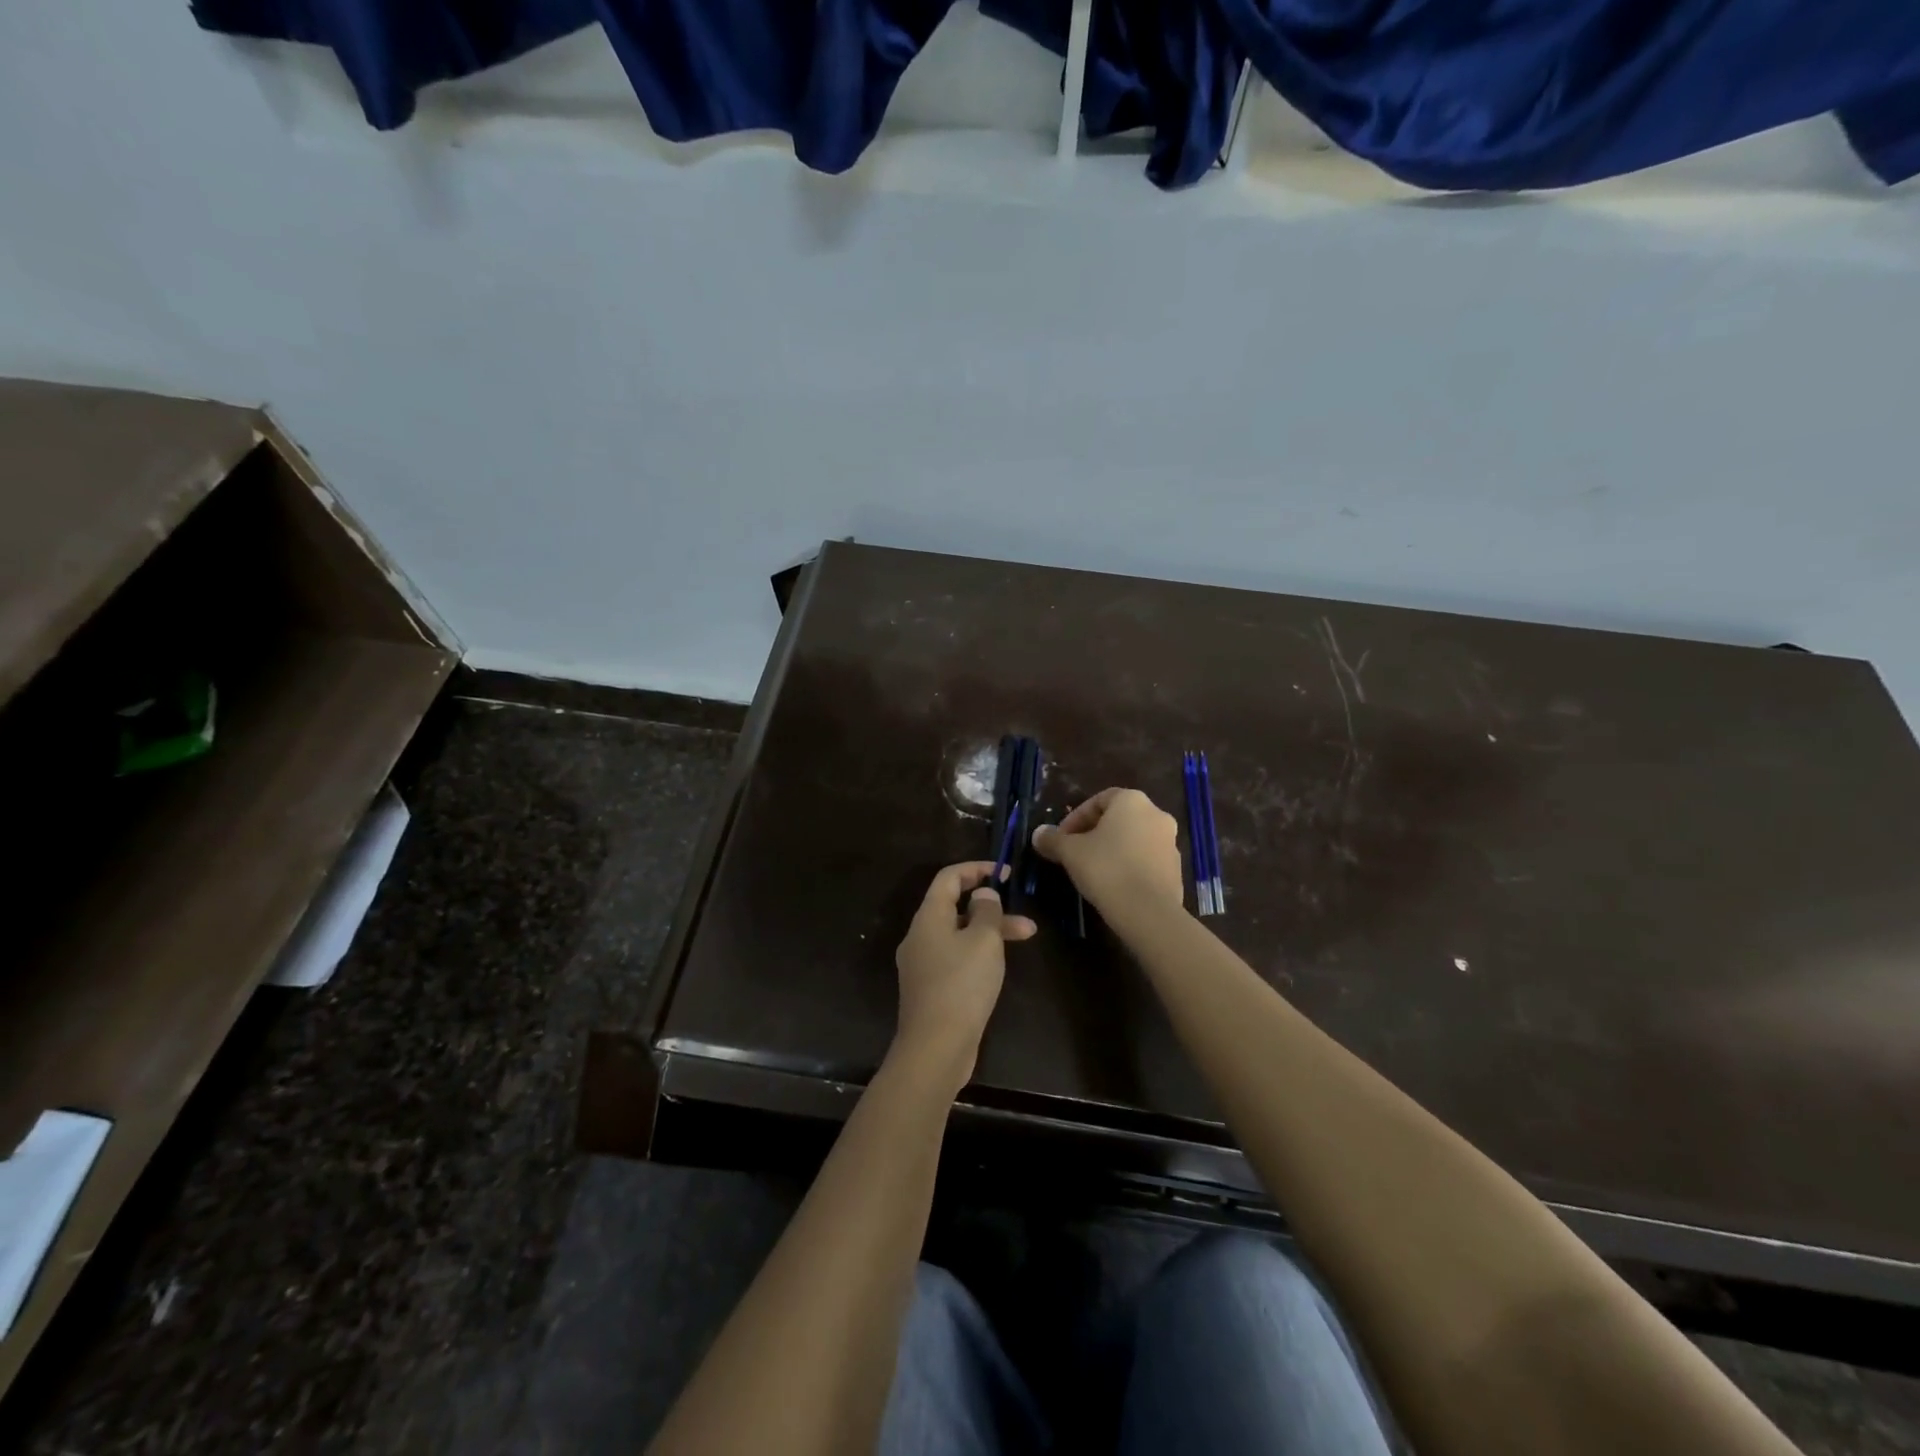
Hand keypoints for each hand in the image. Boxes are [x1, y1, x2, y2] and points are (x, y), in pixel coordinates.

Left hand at [892, 861, 1036, 1089]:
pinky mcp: (931, 988)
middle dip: (990, 906)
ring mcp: (923, 964)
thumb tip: (982, 896)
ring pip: (959, 934)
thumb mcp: (983, 941)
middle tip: (1022, 912)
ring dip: (990, 931)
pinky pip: (956, 957)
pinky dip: (978, 952)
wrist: (935, 1047)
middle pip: (955, 906)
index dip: (976, 869)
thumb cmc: (961, 985)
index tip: (1004, 872)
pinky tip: (999, 965)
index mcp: (928, 918)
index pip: (948, 878)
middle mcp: (920, 936)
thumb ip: (986, 911)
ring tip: (1027, 937)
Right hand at [1031, 788, 1184, 915]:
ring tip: (1092, 870)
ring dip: (1113, 849)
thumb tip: (1038, 834)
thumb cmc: (1106, 869)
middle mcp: (1156, 814)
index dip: (1076, 817)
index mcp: (1132, 801)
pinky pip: (1146, 860)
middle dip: (1094, 833)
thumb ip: (1053, 839)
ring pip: (1134, 839)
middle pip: (1118, 818)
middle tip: (1074, 853)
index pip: (1099, 799)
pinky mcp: (1176, 869)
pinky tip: (1114, 885)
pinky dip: (1129, 865)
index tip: (1062, 838)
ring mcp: (1171, 842)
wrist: (1148, 912)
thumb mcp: (1070, 852)